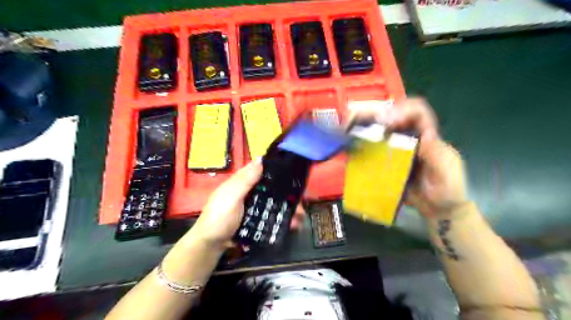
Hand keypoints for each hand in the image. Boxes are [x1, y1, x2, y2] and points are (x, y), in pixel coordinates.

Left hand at [191, 159, 307, 247]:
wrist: (211, 246)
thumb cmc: (219, 217)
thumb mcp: (231, 197)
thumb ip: (245, 180)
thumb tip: (261, 158)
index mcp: (242, 182)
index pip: (261, 170)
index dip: (276, 168)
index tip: (294, 170)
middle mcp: (250, 192)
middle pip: (272, 188)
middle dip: (287, 193)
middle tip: (302, 200)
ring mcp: (255, 207)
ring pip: (275, 202)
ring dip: (288, 208)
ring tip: (300, 217)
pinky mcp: (258, 220)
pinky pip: (273, 216)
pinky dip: (283, 219)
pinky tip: (293, 225)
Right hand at [348, 97, 468, 217]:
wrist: (438, 210)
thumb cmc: (448, 191)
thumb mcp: (446, 172)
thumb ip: (437, 154)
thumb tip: (424, 134)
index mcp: (429, 138)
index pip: (418, 114)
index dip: (403, 111)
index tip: (387, 121)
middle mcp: (411, 140)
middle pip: (396, 119)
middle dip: (379, 114)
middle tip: (361, 120)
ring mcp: (399, 151)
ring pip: (384, 133)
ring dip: (369, 128)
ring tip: (353, 130)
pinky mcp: (389, 163)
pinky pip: (376, 150)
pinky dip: (366, 146)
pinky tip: (355, 148)